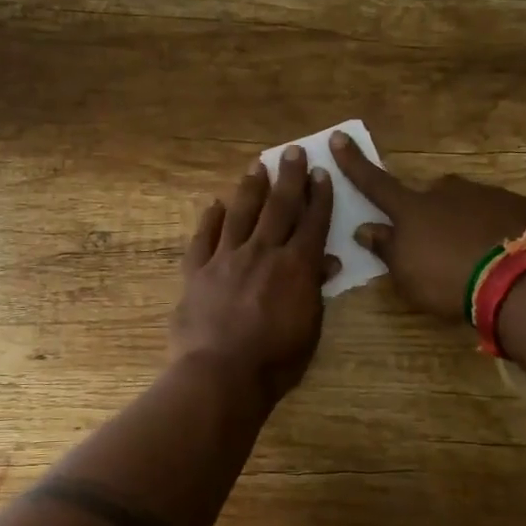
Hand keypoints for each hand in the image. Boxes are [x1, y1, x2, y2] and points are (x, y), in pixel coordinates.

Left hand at [170, 147, 336, 402]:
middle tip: (292, 152)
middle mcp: (262, 252)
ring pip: (241, 213)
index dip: (319, 196)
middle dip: (288, 177)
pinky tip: (215, 205)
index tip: (320, 173)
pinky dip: (210, 220)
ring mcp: (226, 258)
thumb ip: (315, 290)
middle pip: (278, 207)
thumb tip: (328, 261)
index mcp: (296, 266)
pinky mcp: (197, 271)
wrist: (220, 374)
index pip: (312, 223)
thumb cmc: (275, 361)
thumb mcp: (310, 328)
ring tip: (257, 166)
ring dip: (250, 188)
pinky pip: (203, 238)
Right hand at [329, 131, 525, 323]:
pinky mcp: (521, 206)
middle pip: (431, 194)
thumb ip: (386, 249)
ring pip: (467, 204)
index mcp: (412, 209)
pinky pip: (500, 215)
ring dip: (466, 222)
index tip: (339, 136)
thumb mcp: (406, 274)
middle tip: (439, 243)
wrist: (520, 278)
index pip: (375, 183)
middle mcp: (447, 192)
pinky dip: (497, 230)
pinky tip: (505, 256)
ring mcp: (487, 195)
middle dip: (430, 211)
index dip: (354, 163)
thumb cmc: (447, 279)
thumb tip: (366, 228)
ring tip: (477, 257)